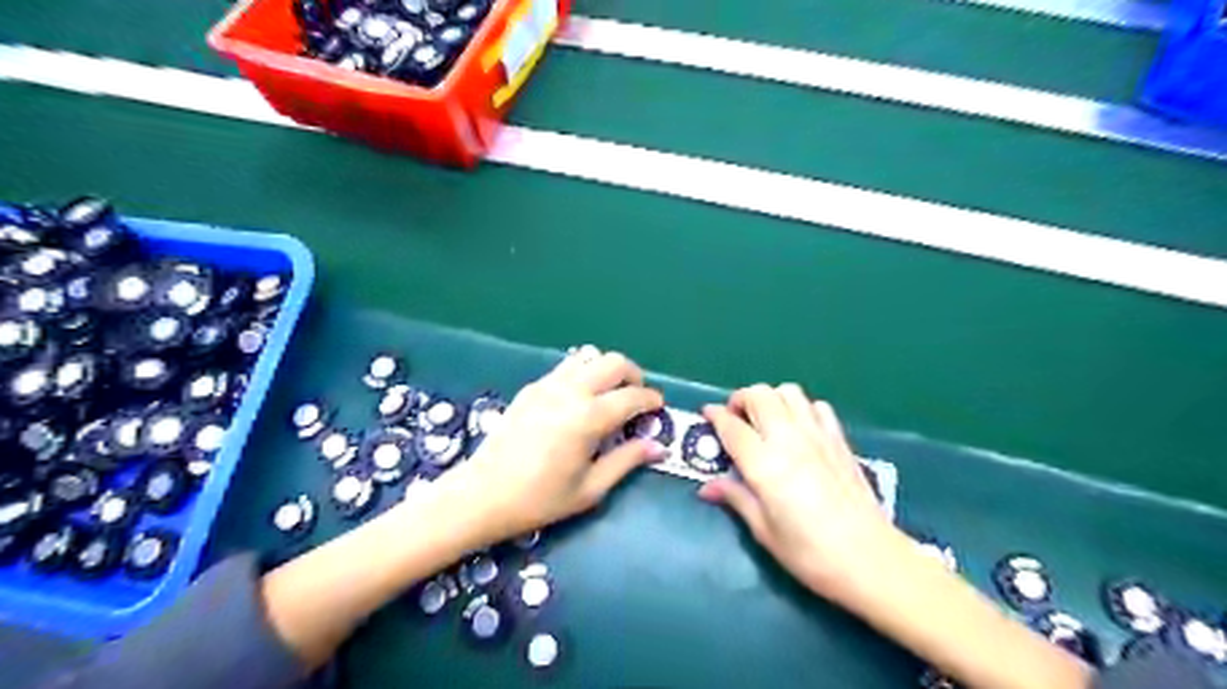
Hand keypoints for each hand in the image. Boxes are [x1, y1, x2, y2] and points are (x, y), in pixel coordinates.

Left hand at [448, 347, 665, 546]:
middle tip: (637, 397)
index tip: (659, 408)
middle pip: (613, 362)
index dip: (651, 400)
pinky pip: (566, 367)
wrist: (483, 494)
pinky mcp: (531, 388)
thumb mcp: (590, 489)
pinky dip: (583, 373)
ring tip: (609, 395)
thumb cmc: (540, 499)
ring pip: (588, 357)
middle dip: (633, 375)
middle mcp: (571, 391)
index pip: (632, 397)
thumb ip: (626, 461)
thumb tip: (657, 446)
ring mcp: (548, 385)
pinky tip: (580, 399)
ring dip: (606, 370)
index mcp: (589, 417)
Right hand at [699, 385, 897, 600]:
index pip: (732, 426)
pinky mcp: (839, 440)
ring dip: (771, 398)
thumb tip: (707, 486)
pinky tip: (799, 429)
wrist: (871, 559)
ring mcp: (817, 435)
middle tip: (735, 419)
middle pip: (759, 395)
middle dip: (741, 399)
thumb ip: (735, 498)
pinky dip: (801, 408)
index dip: (715, 416)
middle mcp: (789, 439)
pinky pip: (816, 406)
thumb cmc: (810, 553)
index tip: (706, 415)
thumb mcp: (764, 531)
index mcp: (764, 463)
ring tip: (765, 420)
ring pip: (788, 392)